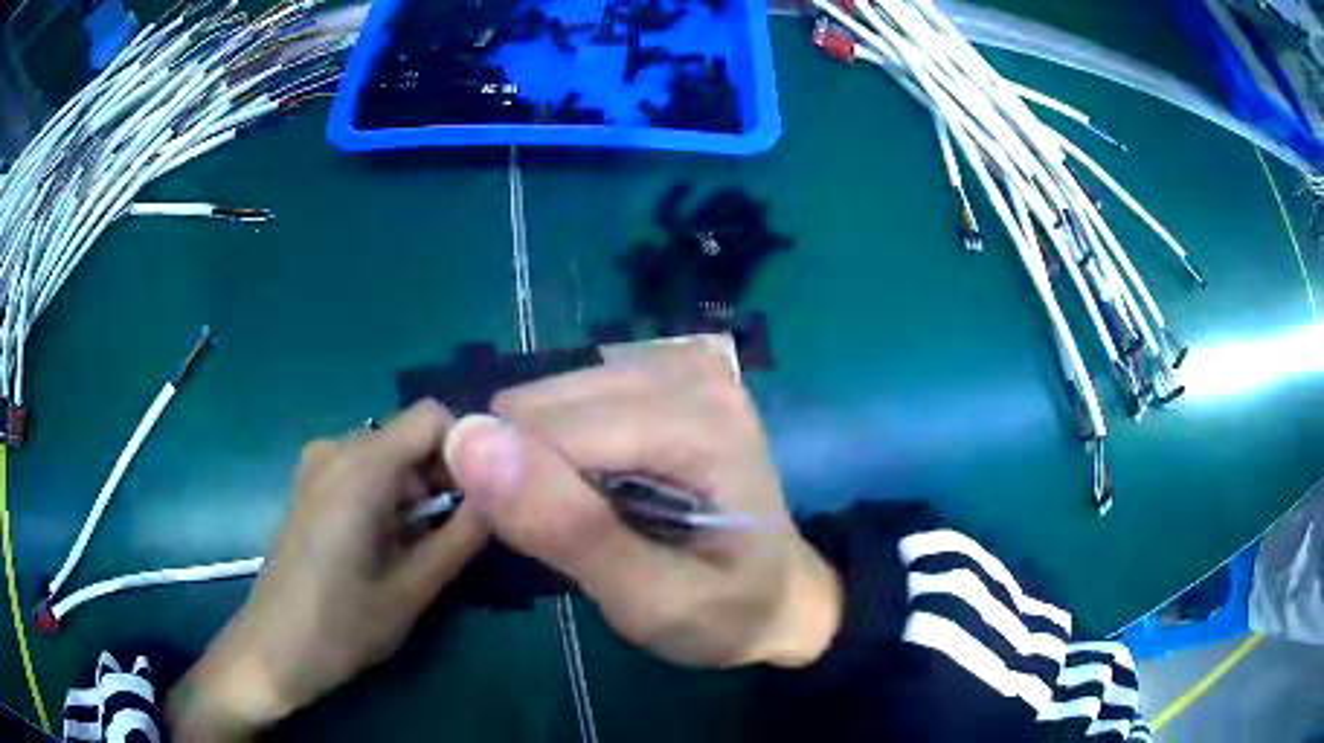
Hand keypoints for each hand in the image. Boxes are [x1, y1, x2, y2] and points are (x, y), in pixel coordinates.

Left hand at [169, 401, 488, 740]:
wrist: (272, 649)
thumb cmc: (340, 627)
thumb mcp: (411, 592)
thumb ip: (460, 539)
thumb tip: (500, 500)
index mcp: (359, 468)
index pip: (432, 417)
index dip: (467, 448)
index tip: (487, 496)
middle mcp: (336, 450)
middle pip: (409, 435)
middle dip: (445, 474)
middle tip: (464, 529)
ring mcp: (317, 466)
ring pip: (389, 454)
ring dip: (419, 490)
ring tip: (429, 543)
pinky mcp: (310, 486)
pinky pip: (364, 470)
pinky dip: (391, 496)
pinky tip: (391, 543)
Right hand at [444, 349, 841, 667]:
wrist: (778, 597)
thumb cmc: (722, 612)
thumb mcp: (648, 600)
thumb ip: (565, 528)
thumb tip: (468, 442)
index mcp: (704, 426)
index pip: (554, 432)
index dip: (521, 491)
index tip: (541, 545)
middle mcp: (694, 373)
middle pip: (549, 405)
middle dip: (535, 471)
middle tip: (574, 533)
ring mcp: (683, 363)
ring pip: (551, 396)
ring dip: (547, 458)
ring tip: (591, 512)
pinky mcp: (667, 369)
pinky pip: (573, 394)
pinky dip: (566, 441)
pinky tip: (602, 480)